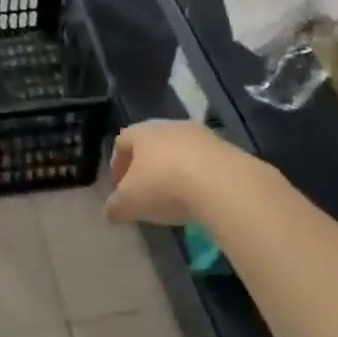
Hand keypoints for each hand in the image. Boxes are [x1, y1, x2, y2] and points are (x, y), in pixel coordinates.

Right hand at [105, 120, 243, 225]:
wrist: (222, 184)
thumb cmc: (164, 186)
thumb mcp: (128, 204)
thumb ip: (115, 207)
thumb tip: (111, 210)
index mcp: (141, 132)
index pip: (122, 142)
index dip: (117, 165)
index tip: (119, 189)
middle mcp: (169, 126)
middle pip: (152, 144)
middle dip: (146, 167)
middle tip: (145, 192)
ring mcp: (201, 135)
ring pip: (179, 151)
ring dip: (174, 171)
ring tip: (175, 197)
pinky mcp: (226, 149)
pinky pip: (204, 162)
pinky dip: (198, 178)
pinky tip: (199, 198)